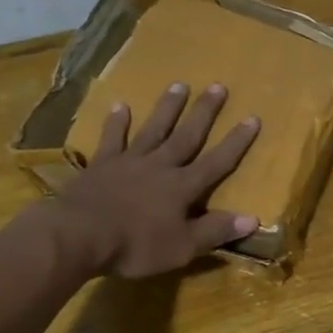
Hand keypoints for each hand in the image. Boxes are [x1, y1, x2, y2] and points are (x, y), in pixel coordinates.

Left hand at [57, 82, 260, 277]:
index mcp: (182, 187)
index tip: (252, 118)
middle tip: (217, 86)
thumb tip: (253, 218)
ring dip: (167, 108)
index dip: (236, 142)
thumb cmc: (136, 246)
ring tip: (179, 85)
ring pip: (153, 129)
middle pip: (187, 135)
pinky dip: (116, 122)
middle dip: (204, 112)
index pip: (217, 162)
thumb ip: (216, 231)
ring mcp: (129, 162)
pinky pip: (112, 139)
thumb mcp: (183, 247)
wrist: (80, 236)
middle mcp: (160, 166)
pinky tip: (120, 105)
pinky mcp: (101, 165)